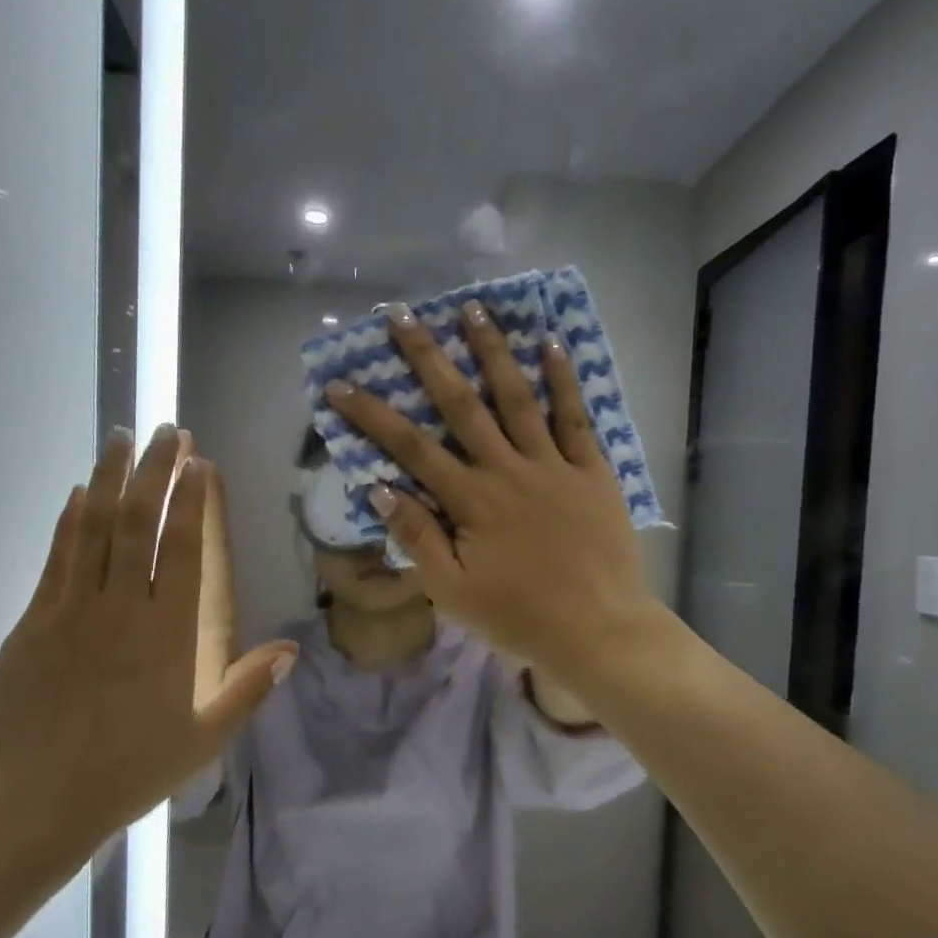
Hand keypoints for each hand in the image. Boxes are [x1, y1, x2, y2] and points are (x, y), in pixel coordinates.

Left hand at [0, 425, 296, 851]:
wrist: (32, 800)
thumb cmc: (128, 771)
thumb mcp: (203, 738)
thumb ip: (247, 689)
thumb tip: (290, 649)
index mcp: (167, 634)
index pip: (180, 548)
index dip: (189, 499)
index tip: (197, 461)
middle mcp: (121, 608)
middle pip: (138, 522)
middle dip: (153, 470)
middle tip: (166, 430)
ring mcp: (71, 609)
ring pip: (94, 527)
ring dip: (110, 478)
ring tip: (121, 438)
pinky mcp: (34, 620)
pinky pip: (57, 556)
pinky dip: (70, 519)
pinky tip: (79, 493)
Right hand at [326, 300, 658, 676]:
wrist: (597, 629)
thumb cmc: (519, 616)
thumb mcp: (452, 590)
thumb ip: (416, 536)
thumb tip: (378, 486)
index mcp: (470, 500)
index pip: (411, 447)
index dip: (372, 415)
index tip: (340, 384)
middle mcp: (507, 469)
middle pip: (460, 404)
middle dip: (427, 357)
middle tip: (402, 315)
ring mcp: (553, 464)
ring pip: (517, 397)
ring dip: (492, 350)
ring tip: (472, 308)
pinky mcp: (592, 470)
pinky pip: (575, 417)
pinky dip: (563, 379)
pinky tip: (550, 343)